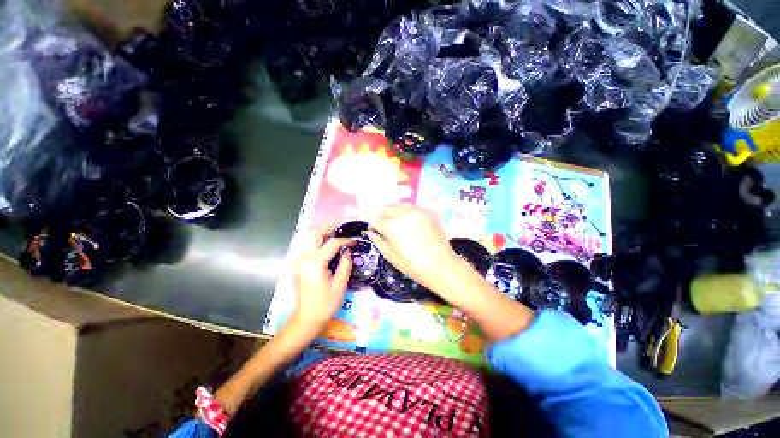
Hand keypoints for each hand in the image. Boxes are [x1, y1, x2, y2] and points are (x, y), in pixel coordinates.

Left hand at [288, 224, 354, 339]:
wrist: (305, 319)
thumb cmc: (325, 304)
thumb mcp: (340, 285)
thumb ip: (345, 264)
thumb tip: (348, 251)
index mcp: (315, 264)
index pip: (332, 244)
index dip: (345, 240)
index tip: (355, 240)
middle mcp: (304, 259)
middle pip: (314, 234)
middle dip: (328, 226)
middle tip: (342, 224)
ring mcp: (298, 261)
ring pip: (308, 238)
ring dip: (321, 232)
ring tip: (334, 230)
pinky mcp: (297, 265)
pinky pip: (306, 246)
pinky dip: (316, 240)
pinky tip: (325, 242)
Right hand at [367, 205, 472, 296]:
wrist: (441, 266)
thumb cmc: (413, 266)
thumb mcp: (391, 256)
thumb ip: (378, 241)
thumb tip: (371, 231)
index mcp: (392, 226)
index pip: (375, 217)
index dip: (371, 222)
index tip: (373, 228)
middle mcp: (404, 213)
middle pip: (386, 207)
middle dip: (381, 214)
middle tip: (382, 223)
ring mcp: (417, 211)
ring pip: (399, 205)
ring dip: (393, 211)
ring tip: (395, 221)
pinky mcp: (428, 212)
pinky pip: (412, 208)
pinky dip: (406, 212)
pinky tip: (409, 222)